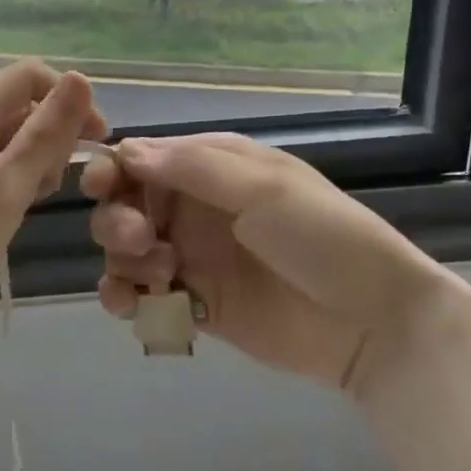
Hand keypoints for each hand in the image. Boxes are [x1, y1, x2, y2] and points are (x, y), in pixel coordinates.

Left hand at [0, 61, 106, 332]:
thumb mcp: (7, 186)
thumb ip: (47, 132)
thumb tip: (82, 78)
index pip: (31, 75)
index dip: (68, 99)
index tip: (94, 141)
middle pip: (22, 104)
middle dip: (52, 135)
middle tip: (55, 183)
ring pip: (12, 135)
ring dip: (36, 160)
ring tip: (33, 201)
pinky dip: (15, 178)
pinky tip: (16, 210)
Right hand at [82, 133, 458, 396]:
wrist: (372, 320)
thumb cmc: (320, 235)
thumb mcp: (262, 187)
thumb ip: (191, 168)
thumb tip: (126, 150)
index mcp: (213, 167)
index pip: (146, 158)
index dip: (115, 169)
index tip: (99, 187)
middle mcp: (196, 207)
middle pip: (128, 204)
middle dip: (118, 218)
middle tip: (140, 240)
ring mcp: (195, 257)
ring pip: (129, 251)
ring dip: (124, 259)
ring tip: (157, 275)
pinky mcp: (198, 304)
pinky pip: (146, 296)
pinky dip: (128, 298)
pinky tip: (134, 306)